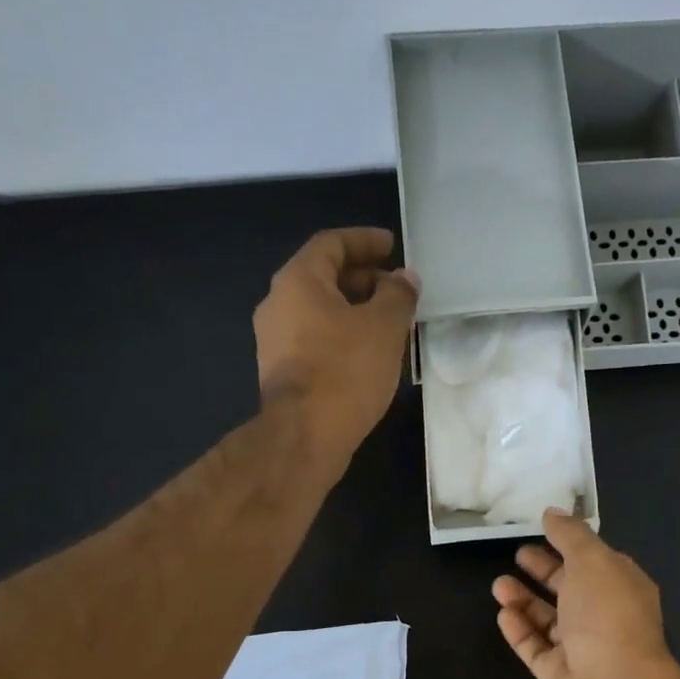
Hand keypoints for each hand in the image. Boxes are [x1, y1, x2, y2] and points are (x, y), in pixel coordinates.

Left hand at [254, 228, 419, 479]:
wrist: (304, 437)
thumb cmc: (345, 372)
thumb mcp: (384, 327)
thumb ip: (398, 295)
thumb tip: (404, 278)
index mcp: (298, 281)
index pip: (332, 244)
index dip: (365, 241)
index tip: (392, 246)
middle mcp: (278, 304)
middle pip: (323, 278)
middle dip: (363, 279)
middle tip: (397, 289)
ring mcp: (275, 341)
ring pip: (320, 312)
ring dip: (355, 311)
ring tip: (389, 323)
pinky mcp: (283, 373)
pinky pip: (316, 340)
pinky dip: (343, 337)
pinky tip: (369, 355)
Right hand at [493, 509, 679, 678]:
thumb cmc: (607, 616)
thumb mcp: (592, 561)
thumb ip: (571, 535)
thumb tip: (553, 513)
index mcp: (622, 587)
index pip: (595, 560)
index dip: (570, 544)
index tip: (541, 529)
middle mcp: (605, 618)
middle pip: (570, 589)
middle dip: (545, 571)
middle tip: (517, 554)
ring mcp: (582, 650)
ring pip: (549, 620)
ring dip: (524, 600)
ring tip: (499, 584)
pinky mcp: (559, 676)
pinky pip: (535, 648)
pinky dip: (520, 630)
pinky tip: (503, 613)